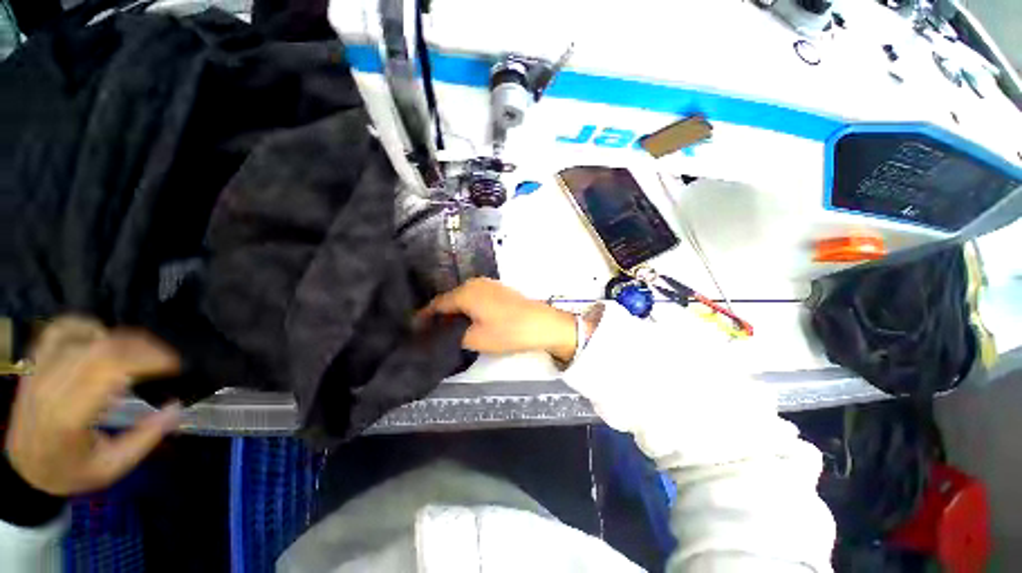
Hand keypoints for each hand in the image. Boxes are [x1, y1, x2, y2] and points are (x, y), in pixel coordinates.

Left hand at [5, 317, 181, 496]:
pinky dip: (89, 326)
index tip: (176, 366)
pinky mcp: (36, 360)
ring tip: (141, 354)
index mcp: (69, 415)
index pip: (111, 368)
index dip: (149, 359)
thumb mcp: (112, 467)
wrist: (23, 468)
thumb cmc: (71, 471)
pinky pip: (63, 328)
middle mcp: (52, 385)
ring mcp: (40, 369)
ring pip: (87, 334)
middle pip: (103, 347)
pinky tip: (103, 339)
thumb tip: (177, 407)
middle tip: (167, 360)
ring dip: (123, 340)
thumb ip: (145, 438)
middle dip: (144, 347)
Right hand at [418, 278, 577, 361]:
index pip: (437, 304)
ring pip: (463, 297)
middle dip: (439, 314)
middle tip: (431, 331)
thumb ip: (454, 334)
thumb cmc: (507, 331)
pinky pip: (475, 297)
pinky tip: (468, 320)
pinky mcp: (498, 290)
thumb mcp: (476, 338)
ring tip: (447, 328)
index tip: (414, 329)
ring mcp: (488, 284)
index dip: (424, 317)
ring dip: (455, 311)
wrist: (542, 324)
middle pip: (450, 298)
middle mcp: (475, 283)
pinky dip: (468, 308)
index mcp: (466, 292)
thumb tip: (444, 332)